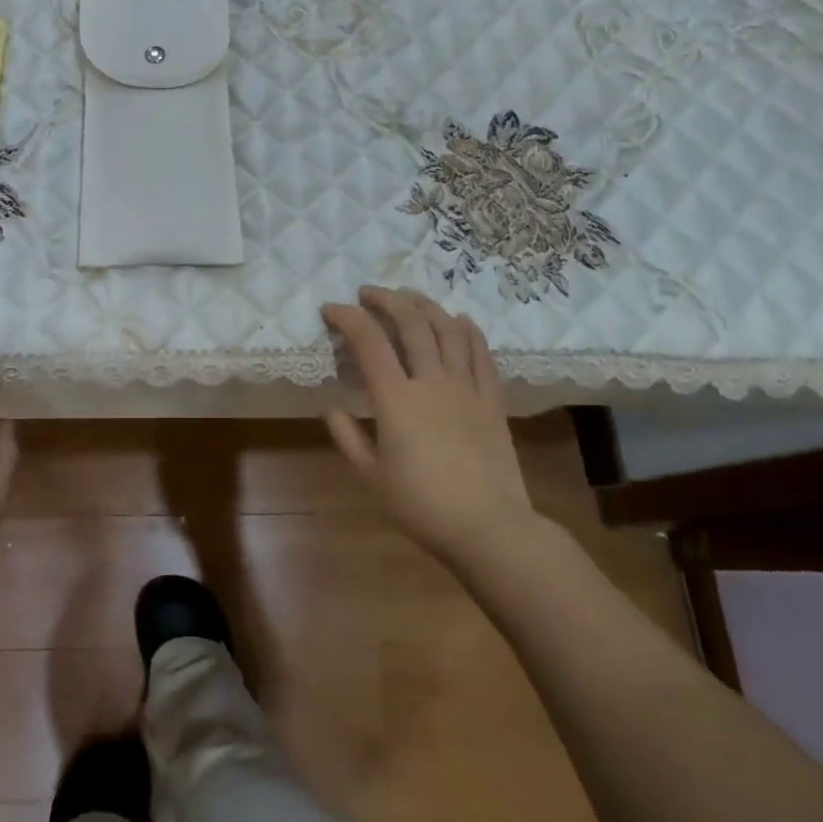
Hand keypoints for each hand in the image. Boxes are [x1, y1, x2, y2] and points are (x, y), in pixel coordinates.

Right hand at [321, 287, 538, 569]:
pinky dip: (468, 331)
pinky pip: (482, 354)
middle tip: (368, 293)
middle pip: (410, 324)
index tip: (330, 309)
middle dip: (386, 300)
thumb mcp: (371, 476)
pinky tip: (460, 320)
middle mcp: (431, 382)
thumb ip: (347, 437)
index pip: (368, 342)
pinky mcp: (492, 399)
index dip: (347, 318)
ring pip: (448, 330)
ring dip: (426, 306)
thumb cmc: (422, 505)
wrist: (489, 528)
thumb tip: (330, 406)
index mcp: (396, 399)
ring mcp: (466, 387)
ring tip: (409, 296)